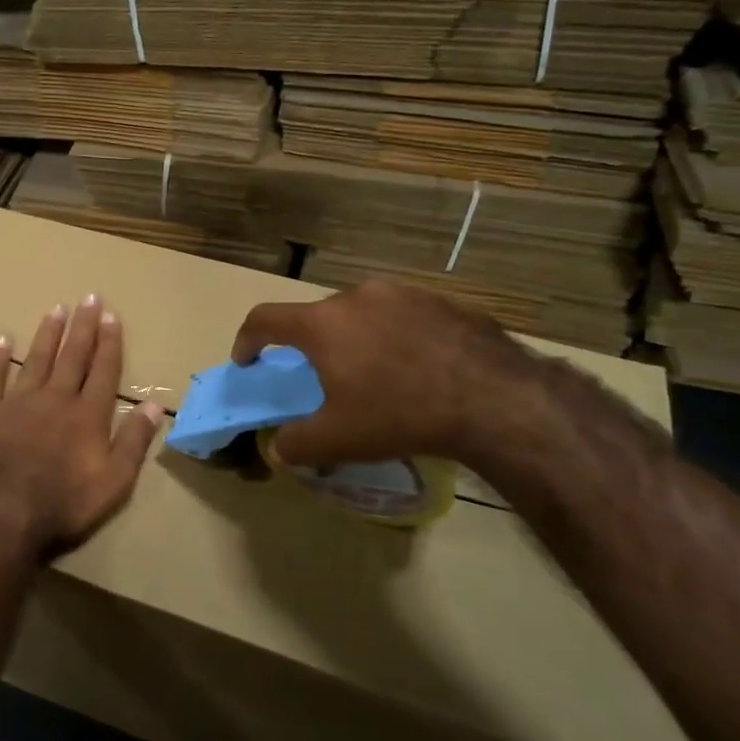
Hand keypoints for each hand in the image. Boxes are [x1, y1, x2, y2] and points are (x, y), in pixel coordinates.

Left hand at [0, 294, 163, 561]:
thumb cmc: (63, 503)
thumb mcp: (114, 482)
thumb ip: (134, 442)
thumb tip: (155, 406)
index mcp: (88, 415)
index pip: (104, 370)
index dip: (109, 342)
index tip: (112, 316)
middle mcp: (55, 398)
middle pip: (72, 356)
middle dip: (83, 327)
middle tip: (89, 297)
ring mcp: (17, 402)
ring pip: (36, 359)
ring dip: (48, 334)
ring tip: (56, 309)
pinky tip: (2, 339)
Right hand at [232, 281, 541, 466]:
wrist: (492, 397)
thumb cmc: (399, 413)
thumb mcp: (338, 440)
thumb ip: (295, 444)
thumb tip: (279, 447)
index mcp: (322, 324)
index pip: (264, 319)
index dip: (247, 340)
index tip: (248, 361)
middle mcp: (356, 297)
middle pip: (317, 317)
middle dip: (311, 346)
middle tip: (324, 379)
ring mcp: (401, 293)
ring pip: (361, 314)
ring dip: (355, 339)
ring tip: (375, 374)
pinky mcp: (440, 300)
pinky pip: (401, 316)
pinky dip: (394, 337)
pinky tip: (417, 368)